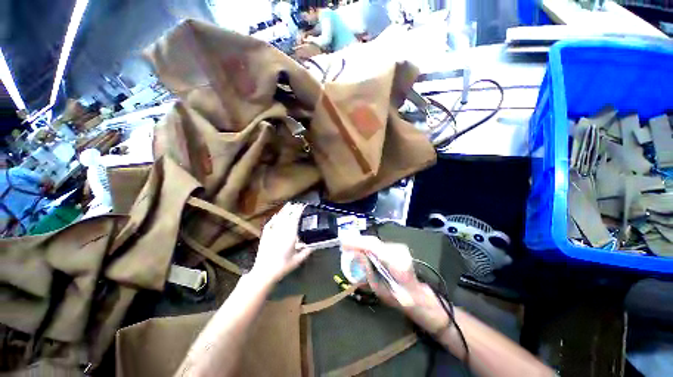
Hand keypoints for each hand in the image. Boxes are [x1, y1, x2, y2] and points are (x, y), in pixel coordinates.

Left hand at [249, 203, 311, 286]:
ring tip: (289, 204)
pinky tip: (277, 215)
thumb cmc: (283, 266)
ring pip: (279, 217)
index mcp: (290, 235)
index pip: (295, 218)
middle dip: (293, 208)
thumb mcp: (298, 260)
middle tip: (298, 204)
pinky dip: (274, 218)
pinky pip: (270, 223)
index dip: (299, 210)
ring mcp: (272, 232)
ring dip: (284, 210)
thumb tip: (314, 245)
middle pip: (287, 215)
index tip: (304, 206)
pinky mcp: (265, 235)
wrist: (264, 271)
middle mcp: (281, 230)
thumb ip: (307, 251)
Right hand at [342, 235, 449, 334]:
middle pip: (373, 241)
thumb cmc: (399, 298)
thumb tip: (357, 255)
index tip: (343, 244)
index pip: (372, 247)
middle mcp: (398, 251)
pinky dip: (368, 246)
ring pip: (375, 242)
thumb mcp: (379, 289)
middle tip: (344, 244)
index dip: (356, 243)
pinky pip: (379, 245)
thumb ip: (368, 271)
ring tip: (350, 246)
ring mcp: (399, 248)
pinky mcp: (398, 248)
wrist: (418, 296)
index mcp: (395, 263)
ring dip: (362, 243)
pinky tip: (361, 249)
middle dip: (357, 241)